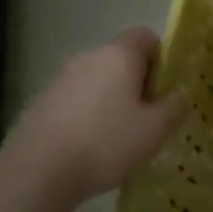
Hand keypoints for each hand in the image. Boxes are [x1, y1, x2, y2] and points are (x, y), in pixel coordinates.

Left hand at [0, 28, 185, 204]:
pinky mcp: (39, 103)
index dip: (161, 59)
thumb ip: (175, 107)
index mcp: (118, 55)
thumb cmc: (105, 144)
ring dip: (110, 101)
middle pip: (121, 59)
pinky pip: (75, 101)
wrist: (35, 175)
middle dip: (136, 83)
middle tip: (146, 118)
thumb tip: (176, 97)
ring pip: (97, 81)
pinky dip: (86, 116)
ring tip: (116, 138)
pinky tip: (87, 149)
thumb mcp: (156, 130)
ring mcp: (59, 79)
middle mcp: (87, 57)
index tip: (163, 90)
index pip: (146, 36)